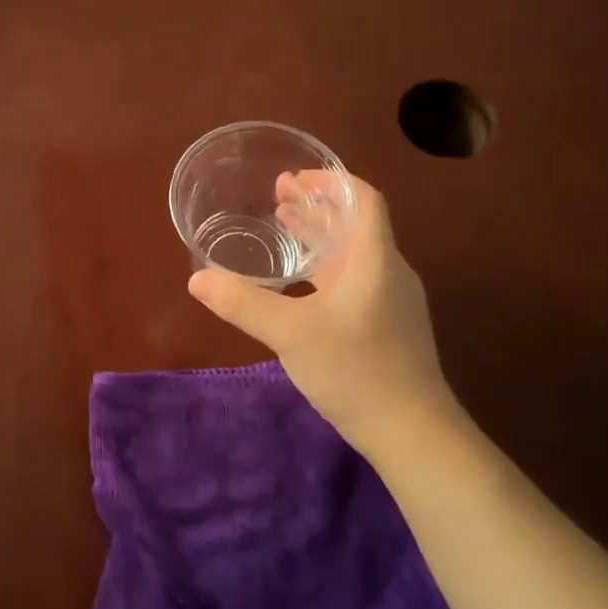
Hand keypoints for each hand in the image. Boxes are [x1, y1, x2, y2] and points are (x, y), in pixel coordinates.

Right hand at [187, 173, 455, 449]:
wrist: (410, 431)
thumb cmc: (356, 370)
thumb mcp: (291, 333)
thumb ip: (243, 303)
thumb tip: (197, 279)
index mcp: (375, 260)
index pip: (363, 200)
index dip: (330, 182)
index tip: (294, 178)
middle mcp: (388, 273)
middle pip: (354, 224)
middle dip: (316, 207)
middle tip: (276, 197)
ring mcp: (389, 302)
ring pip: (352, 255)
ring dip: (319, 237)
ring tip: (282, 227)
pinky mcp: (384, 327)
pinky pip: (352, 281)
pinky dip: (324, 269)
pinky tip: (299, 285)